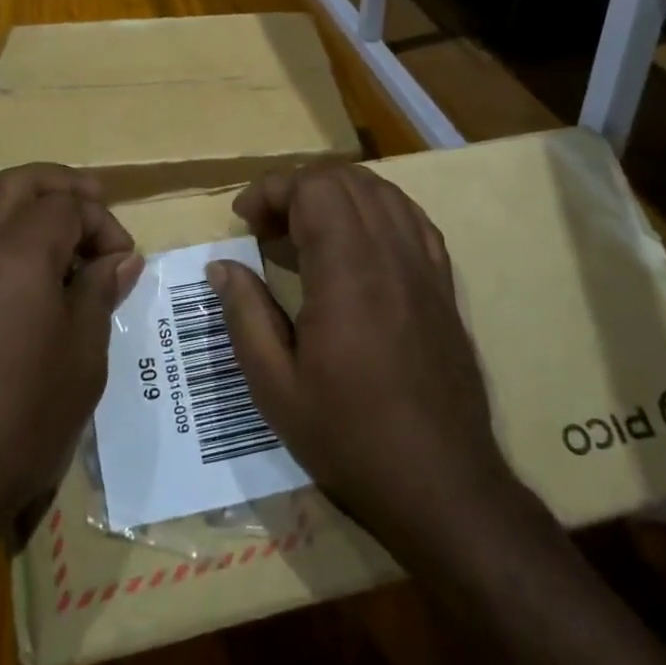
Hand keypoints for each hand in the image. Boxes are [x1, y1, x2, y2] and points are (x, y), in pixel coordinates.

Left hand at [0, 164, 142, 548]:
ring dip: (17, 197)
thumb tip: (120, 259)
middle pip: (16, 183)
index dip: (102, 222)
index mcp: (18, 254)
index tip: (122, 260)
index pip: (67, 205)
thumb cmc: (19, 422)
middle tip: (93, 200)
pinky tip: (3, 264)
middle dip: (60, 184)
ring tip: (46, 220)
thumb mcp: (82, 359)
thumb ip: (98, 294)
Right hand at [207, 164, 507, 552]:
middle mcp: (391, 254)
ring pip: (382, 191)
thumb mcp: (274, 386)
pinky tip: (357, 241)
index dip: (271, 190)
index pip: (312, 188)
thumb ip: (244, 315)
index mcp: (347, 273)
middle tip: (267, 227)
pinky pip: (412, 219)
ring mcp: (425, 266)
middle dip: (298, 187)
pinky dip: (377, 211)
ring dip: (337, 194)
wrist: (442, 485)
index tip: (243, 220)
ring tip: (306, 229)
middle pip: (346, 179)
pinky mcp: (444, 284)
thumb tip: (222, 265)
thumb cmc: (349, 437)